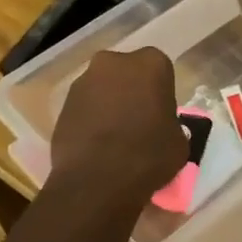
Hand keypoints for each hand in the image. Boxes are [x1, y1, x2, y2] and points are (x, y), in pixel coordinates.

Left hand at [48, 48, 187, 206]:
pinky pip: (84, 106)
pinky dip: (90, 118)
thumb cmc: (148, 155)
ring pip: (103, 87)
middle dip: (132, 90)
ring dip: (109, 103)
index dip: (160, 92)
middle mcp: (114, 62)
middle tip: (138, 120)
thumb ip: (170, 123)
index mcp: (150, 64)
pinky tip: (96, 143)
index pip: (160, 70)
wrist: (96, 180)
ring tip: (114, 136)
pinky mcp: (62, 102)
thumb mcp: (179, 141)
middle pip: (127, 73)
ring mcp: (84, 80)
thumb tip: (160, 127)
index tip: (160, 113)